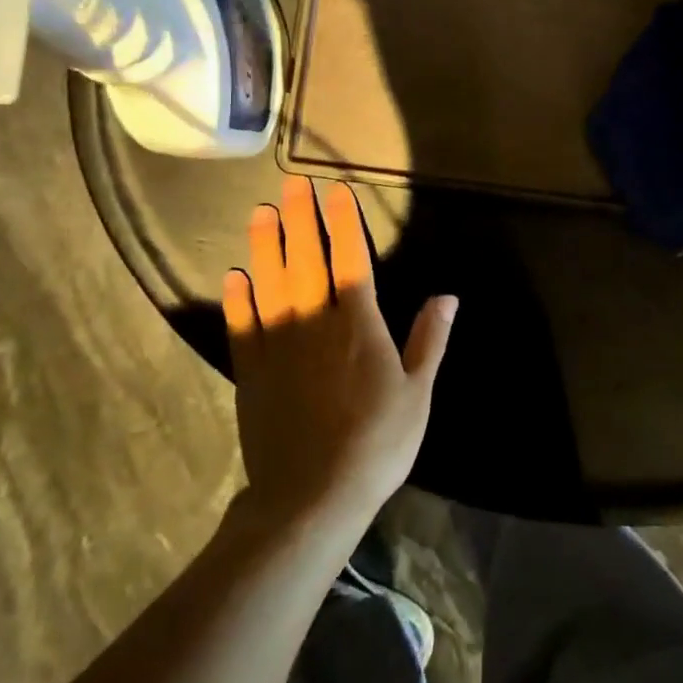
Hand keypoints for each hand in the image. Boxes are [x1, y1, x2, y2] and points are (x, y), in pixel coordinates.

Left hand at [223, 176, 457, 530]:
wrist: (311, 498)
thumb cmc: (377, 444)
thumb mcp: (418, 394)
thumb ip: (429, 339)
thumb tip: (447, 295)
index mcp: (359, 324)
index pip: (351, 259)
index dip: (344, 222)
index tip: (335, 190)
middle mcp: (315, 322)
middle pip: (306, 259)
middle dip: (300, 219)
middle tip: (291, 184)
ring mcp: (278, 345)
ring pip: (270, 283)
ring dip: (265, 246)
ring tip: (261, 213)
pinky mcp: (252, 372)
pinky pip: (243, 325)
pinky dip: (239, 298)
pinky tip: (234, 276)